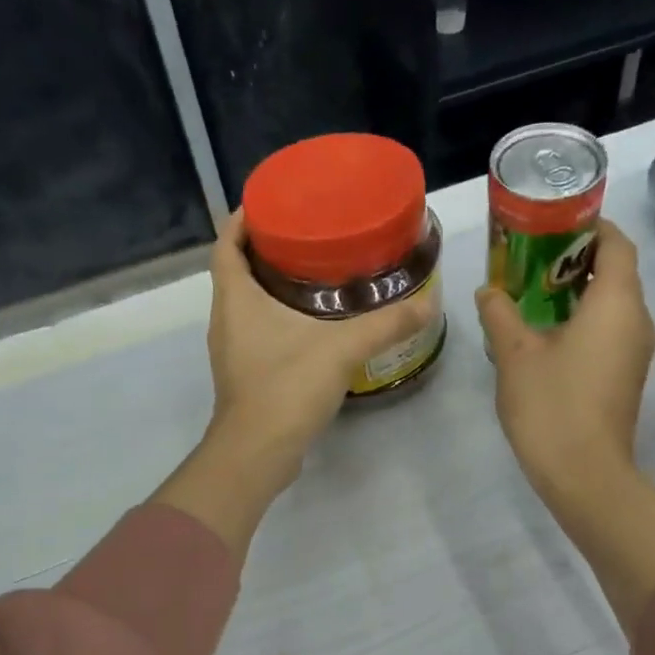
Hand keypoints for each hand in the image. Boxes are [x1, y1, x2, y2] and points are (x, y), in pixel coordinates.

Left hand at [204, 211, 437, 479]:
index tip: (270, 202)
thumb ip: (386, 325)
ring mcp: (233, 350)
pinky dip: (278, 318)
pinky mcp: (246, 375)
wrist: (257, 453)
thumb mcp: (341, 348)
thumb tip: (429, 302)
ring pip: (247, 304)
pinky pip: (257, 332)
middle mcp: (226, 319)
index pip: (226, 243)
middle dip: (265, 249)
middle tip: (307, 234)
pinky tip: (313, 324)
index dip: (242, 219)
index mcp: (235, 299)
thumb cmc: (286, 387)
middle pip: (236, 270)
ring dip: (271, 285)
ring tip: (315, 273)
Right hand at [477, 220, 654, 511]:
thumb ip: (500, 313)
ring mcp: (635, 351)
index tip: (552, 223)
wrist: (585, 475)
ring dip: (578, 291)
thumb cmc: (552, 405)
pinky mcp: (626, 376)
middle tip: (531, 255)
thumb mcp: (515, 354)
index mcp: (617, 302)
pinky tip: (546, 331)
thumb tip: (488, 290)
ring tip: (533, 290)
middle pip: (617, 271)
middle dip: (577, 257)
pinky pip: (610, 330)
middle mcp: (637, 320)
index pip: (617, 243)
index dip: (589, 226)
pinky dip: (584, 319)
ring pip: (613, 303)